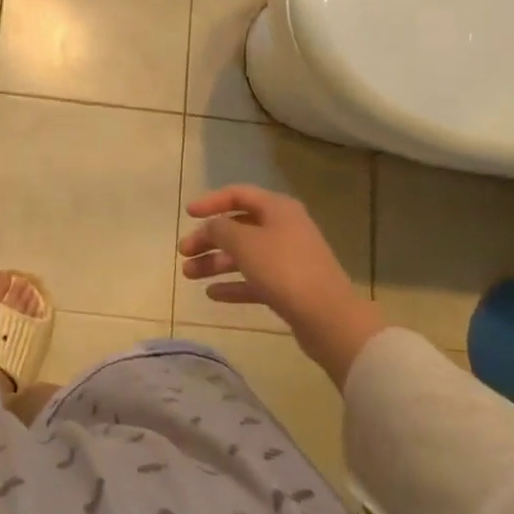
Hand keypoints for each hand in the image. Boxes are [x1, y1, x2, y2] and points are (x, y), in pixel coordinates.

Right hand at [180, 185, 385, 382]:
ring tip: (189, 274)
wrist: (329, 318)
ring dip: (216, 262)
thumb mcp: (244, 243)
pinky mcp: (290, 287)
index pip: (238, 194)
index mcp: (277, 208)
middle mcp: (284, 228)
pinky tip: (212, 294)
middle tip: (184, 252)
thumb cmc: (284, 269)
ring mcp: (288, 259)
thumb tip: (211, 226)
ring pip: (244, 255)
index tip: (188, 214)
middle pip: (238, 227)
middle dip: (209, 238)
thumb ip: (220, 229)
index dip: (211, 202)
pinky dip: (233, 284)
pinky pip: (255, 280)